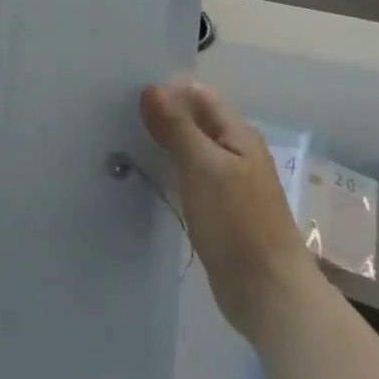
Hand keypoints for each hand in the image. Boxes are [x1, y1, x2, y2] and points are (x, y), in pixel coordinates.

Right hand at [140, 78, 312, 337]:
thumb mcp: (204, 167)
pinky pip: (185, 179)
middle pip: (192, 122)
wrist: (266, 290)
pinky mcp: (214, 210)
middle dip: (159, 116)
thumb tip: (151, 88)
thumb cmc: (237, 222)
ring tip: (117, 140)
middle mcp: (232, 152)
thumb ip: (177, 127)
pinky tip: (139, 175)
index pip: (198, 96)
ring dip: (159, 145)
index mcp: (237, 134)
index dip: (167, 89)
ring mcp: (224, 183)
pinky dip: (165, 173)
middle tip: (113, 115)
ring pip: (187, 151)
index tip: (125, 90)